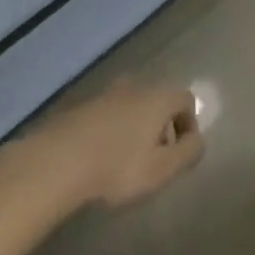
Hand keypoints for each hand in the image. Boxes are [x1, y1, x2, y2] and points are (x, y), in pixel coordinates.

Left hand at [0, 78, 203, 214]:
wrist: (55, 162)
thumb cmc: (117, 166)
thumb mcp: (162, 169)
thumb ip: (188, 153)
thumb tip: (198, 141)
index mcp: (160, 96)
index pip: (187, 100)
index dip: (189, 126)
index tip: (180, 153)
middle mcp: (137, 85)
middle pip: (159, 100)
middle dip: (161, 125)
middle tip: (154, 157)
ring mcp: (106, 93)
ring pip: (131, 106)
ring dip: (134, 127)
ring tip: (125, 159)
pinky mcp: (80, 106)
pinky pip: (107, 115)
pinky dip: (110, 130)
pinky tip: (99, 157)